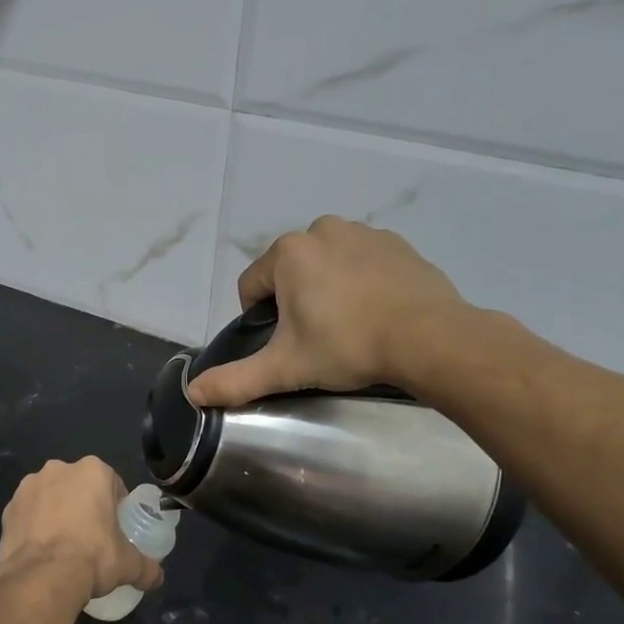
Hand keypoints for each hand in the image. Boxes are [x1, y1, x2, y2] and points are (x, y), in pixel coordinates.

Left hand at [0, 457, 162, 602]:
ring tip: (62, 548)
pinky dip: (33, 528)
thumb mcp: (128, 564)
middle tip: (91, 539)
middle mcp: (58, 469)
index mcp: (92, 471)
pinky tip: (41, 553)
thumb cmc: (93, 557)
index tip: (116, 530)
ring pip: (50, 498)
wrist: (43, 576)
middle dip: (84, 506)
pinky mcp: (8, 508)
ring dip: (56, 514)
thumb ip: (147, 567)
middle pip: (78, 487)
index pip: (112, 484)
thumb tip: (157, 577)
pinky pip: (27, 515)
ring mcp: (28, 487)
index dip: (116, 507)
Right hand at [188, 216, 473, 406]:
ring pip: (325, 264)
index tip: (286, 344)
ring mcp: (363, 232)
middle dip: (294, 301)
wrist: (431, 339)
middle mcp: (321, 230)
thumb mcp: (286, 368)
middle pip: (288, 272)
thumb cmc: (349, 346)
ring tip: (349, 325)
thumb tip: (192, 394)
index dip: (260, 319)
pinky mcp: (397, 243)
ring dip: (326, 289)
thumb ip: (236, 380)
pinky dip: (360, 281)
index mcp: (288, 252)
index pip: (251, 287)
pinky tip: (376, 311)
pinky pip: (361, 261)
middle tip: (317, 338)